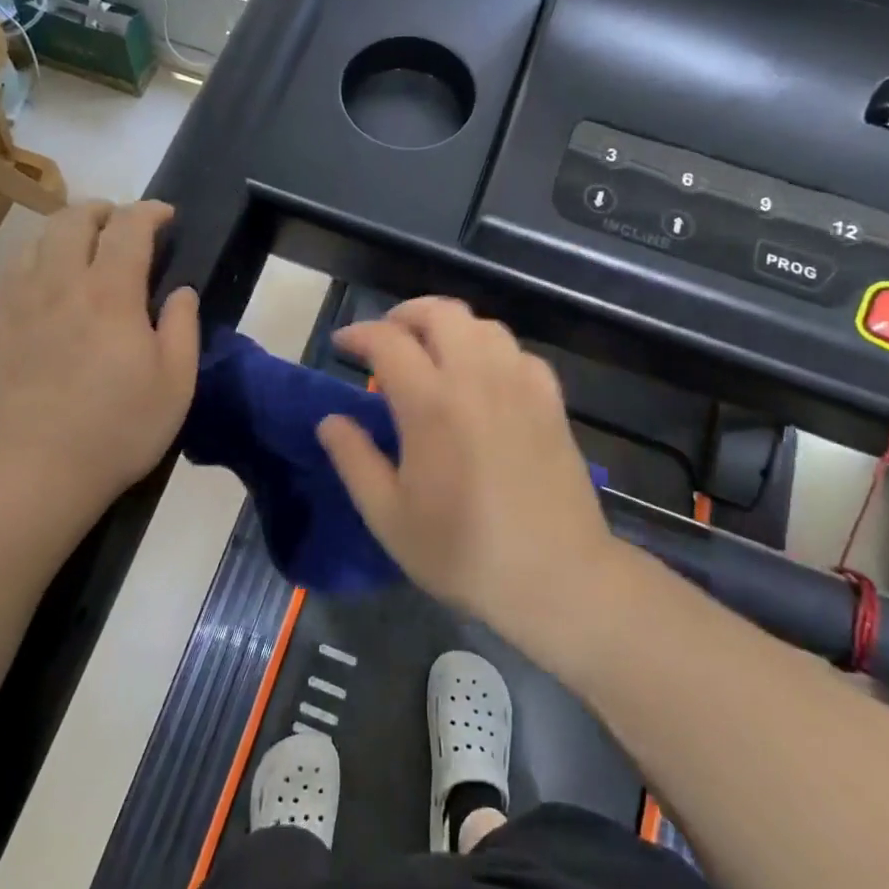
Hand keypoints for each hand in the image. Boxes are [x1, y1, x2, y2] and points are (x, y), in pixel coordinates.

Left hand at [0, 201, 199, 514]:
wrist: (41, 469)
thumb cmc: (120, 427)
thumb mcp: (176, 382)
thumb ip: (183, 327)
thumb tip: (182, 290)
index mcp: (111, 293)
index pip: (129, 227)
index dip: (150, 212)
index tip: (167, 216)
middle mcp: (62, 283)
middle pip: (74, 219)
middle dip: (104, 210)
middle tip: (124, 225)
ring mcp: (22, 303)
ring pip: (37, 239)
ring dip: (65, 230)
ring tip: (83, 245)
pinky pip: (6, 273)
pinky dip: (28, 261)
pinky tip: (39, 277)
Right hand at [317, 297, 615, 636]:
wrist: (557, 576)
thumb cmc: (463, 552)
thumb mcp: (389, 516)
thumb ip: (354, 460)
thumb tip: (331, 420)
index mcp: (431, 403)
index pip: (388, 341)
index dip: (358, 333)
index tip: (341, 344)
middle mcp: (477, 378)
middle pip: (441, 313)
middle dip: (406, 314)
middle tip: (387, 339)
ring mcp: (520, 384)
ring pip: (483, 325)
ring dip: (449, 327)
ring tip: (432, 353)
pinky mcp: (551, 401)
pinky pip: (517, 352)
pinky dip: (490, 350)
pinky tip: (483, 378)